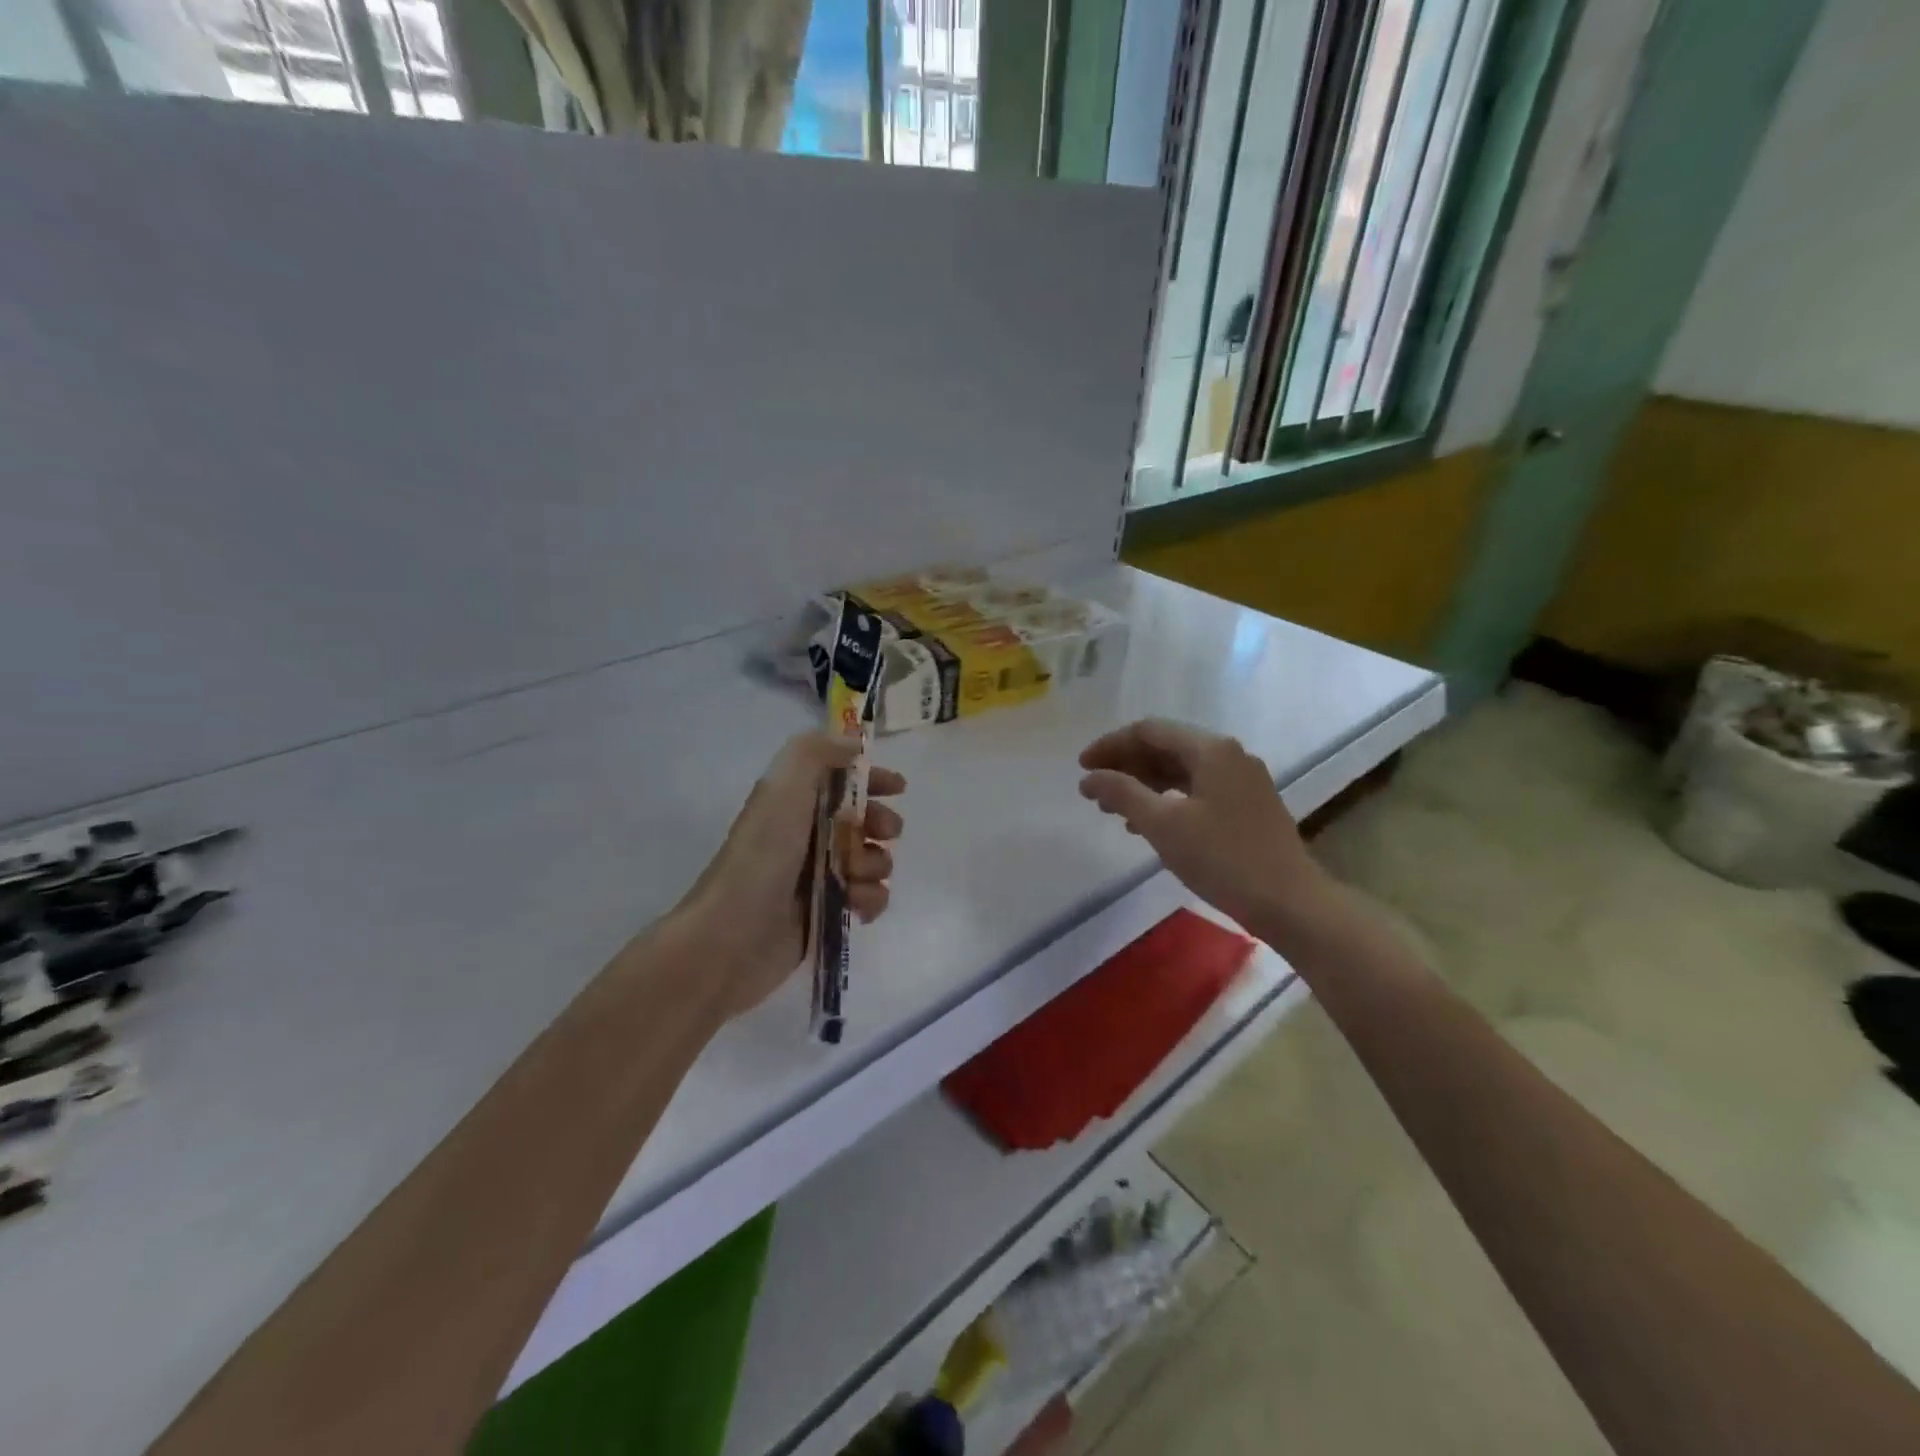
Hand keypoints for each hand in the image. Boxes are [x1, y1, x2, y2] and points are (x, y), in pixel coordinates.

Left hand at [676, 733, 904, 1017]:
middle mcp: (808, 835)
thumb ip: (816, 753)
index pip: (842, 779)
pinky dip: (871, 899)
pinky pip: (870, 897)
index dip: (872, 778)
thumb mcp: (783, 788)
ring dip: (875, 864)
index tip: (898, 787)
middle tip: (884, 832)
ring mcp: (820, 876)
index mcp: (795, 802)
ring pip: (872, 859)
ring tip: (855, 877)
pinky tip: (857, 906)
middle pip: (865, 820)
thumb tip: (853, 744)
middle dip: (882, 823)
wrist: (734, 936)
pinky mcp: (829, 912)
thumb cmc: (762, 856)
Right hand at [1078, 718, 1329, 932]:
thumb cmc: (1222, 858)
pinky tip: (1148, 826)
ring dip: (1144, 785)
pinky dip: (1167, 801)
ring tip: (1113, 810)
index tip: (1081, 769)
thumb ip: (1122, 793)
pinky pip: (1197, 791)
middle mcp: (1230, 755)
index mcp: (1211, 749)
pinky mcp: (1248, 807)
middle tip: (1093, 790)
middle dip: (1125, 766)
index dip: (1110, 745)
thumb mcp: (1163, 825)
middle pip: (1166, 747)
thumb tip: (1089, 777)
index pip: (1148, 731)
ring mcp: (1243, 781)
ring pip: (1181, 771)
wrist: (1289, 903)